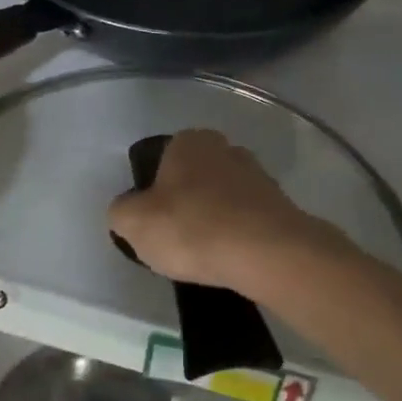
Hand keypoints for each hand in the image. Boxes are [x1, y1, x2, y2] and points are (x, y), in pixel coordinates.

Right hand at [107, 129, 343, 292]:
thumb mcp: (134, 223)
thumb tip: (127, 211)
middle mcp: (226, 148)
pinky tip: (231, 259)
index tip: (154, 222)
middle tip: (177, 239)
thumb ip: (121, 211)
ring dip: (214, 220)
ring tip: (206, 255)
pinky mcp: (280, 205)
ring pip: (223, 198)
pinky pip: (247, 219)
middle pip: (195, 178)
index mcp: (190, 141)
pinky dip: (238, 235)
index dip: (154, 193)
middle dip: (186, 203)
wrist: (265, 253)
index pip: (162, 161)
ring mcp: (258, 175)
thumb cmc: (192, 228)